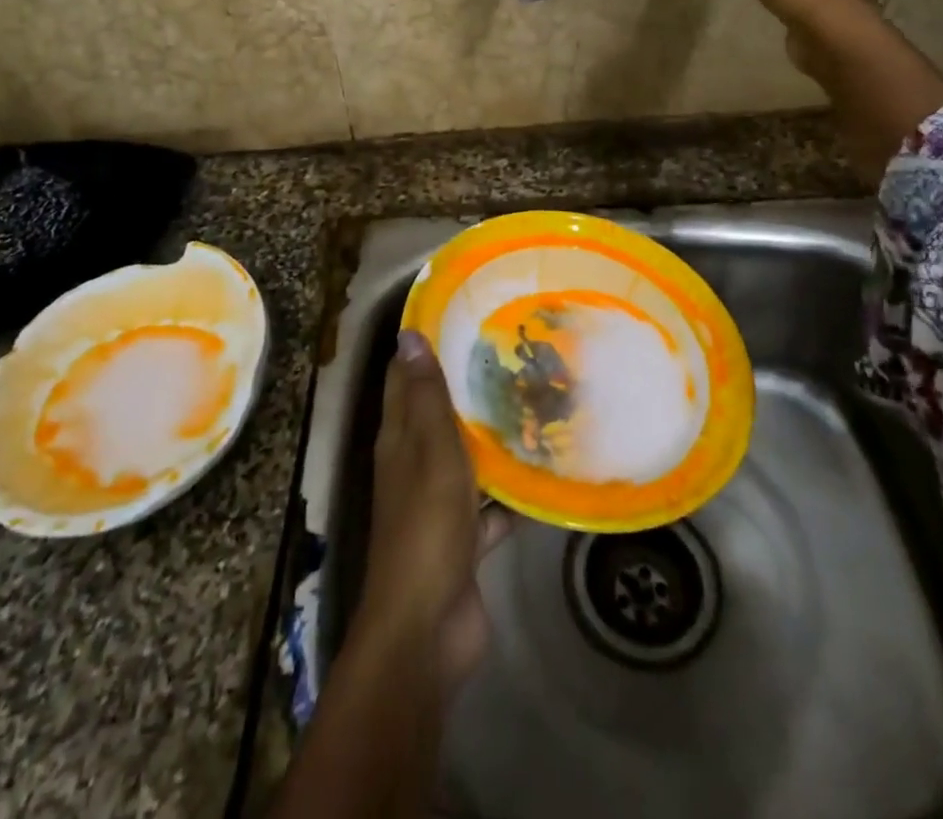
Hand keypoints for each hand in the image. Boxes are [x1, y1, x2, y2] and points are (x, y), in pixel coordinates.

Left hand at [360, 330, 512, 690]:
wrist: (427, 628)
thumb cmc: (426, 526)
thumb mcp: (429, 451)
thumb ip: (424, 397)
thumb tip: (408, 334)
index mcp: (398, 439)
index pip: (405, 378)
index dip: (424, 346)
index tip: (461, 313)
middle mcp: (414, 465)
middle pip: (438, 416)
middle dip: (467, 387)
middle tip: (512, 353)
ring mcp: (438, 505)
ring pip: (465, 459)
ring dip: (490, 439)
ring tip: (534, 404)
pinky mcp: (463, 540)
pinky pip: (489, 507)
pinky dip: (510, 496)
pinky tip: (544, 476)